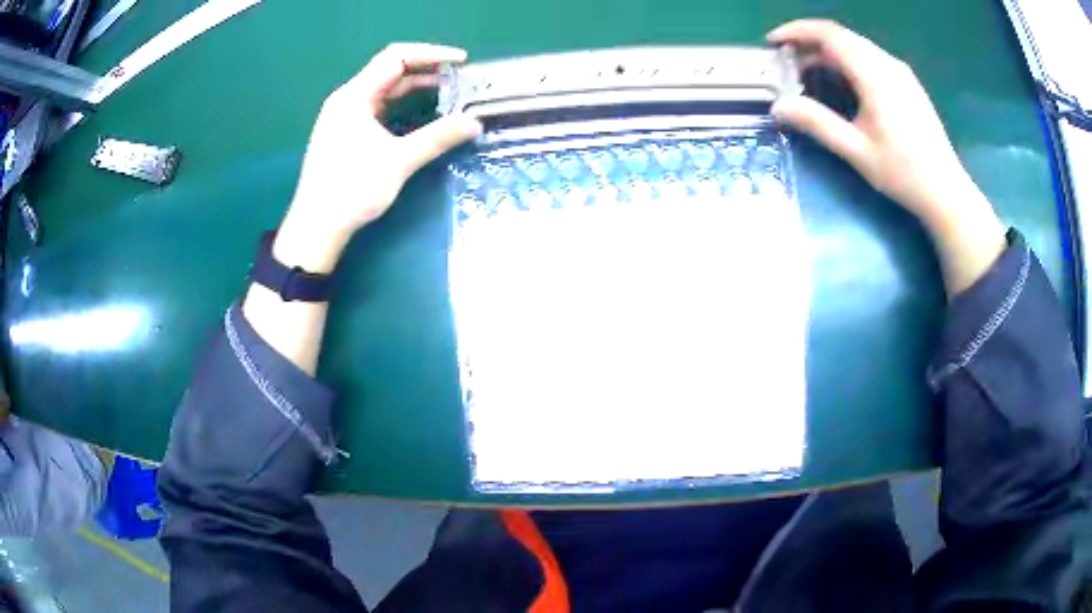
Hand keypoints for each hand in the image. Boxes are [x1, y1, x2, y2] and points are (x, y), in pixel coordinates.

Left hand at [275, 43, 481, 272]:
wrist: (316, 228)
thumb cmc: (352, 190)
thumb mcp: (398, 161)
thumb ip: (437, 137)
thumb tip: (475, 123)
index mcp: (354, 96)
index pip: (395, 58)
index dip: (431, 54)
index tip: (462, 61)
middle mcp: (347, 99)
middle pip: (389, 71)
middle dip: (426, 70)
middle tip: (460, 77)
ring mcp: (344, 117)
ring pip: (384, 91)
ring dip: (414, 88)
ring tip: (449, 91)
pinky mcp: (346, 133)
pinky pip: (378, 108)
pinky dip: (401, 105)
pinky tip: (421, 113)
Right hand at [768, 19, 1004, 294]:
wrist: (947, 192)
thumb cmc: (904, 173)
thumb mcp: (856, 151)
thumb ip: (817, 123)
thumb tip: (778, 107)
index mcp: (875, 75)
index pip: (829, 34)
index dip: (797, 31)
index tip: (774, 43)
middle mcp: (888, 64)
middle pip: (842, 37)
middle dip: (809, 43)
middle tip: (787, 63)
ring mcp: (901, 72)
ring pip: (856, 46)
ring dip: (828, 53)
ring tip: (808, 73)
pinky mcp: (907, 83)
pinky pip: (870, 58)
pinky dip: (847, 61)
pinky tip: (841, 83)